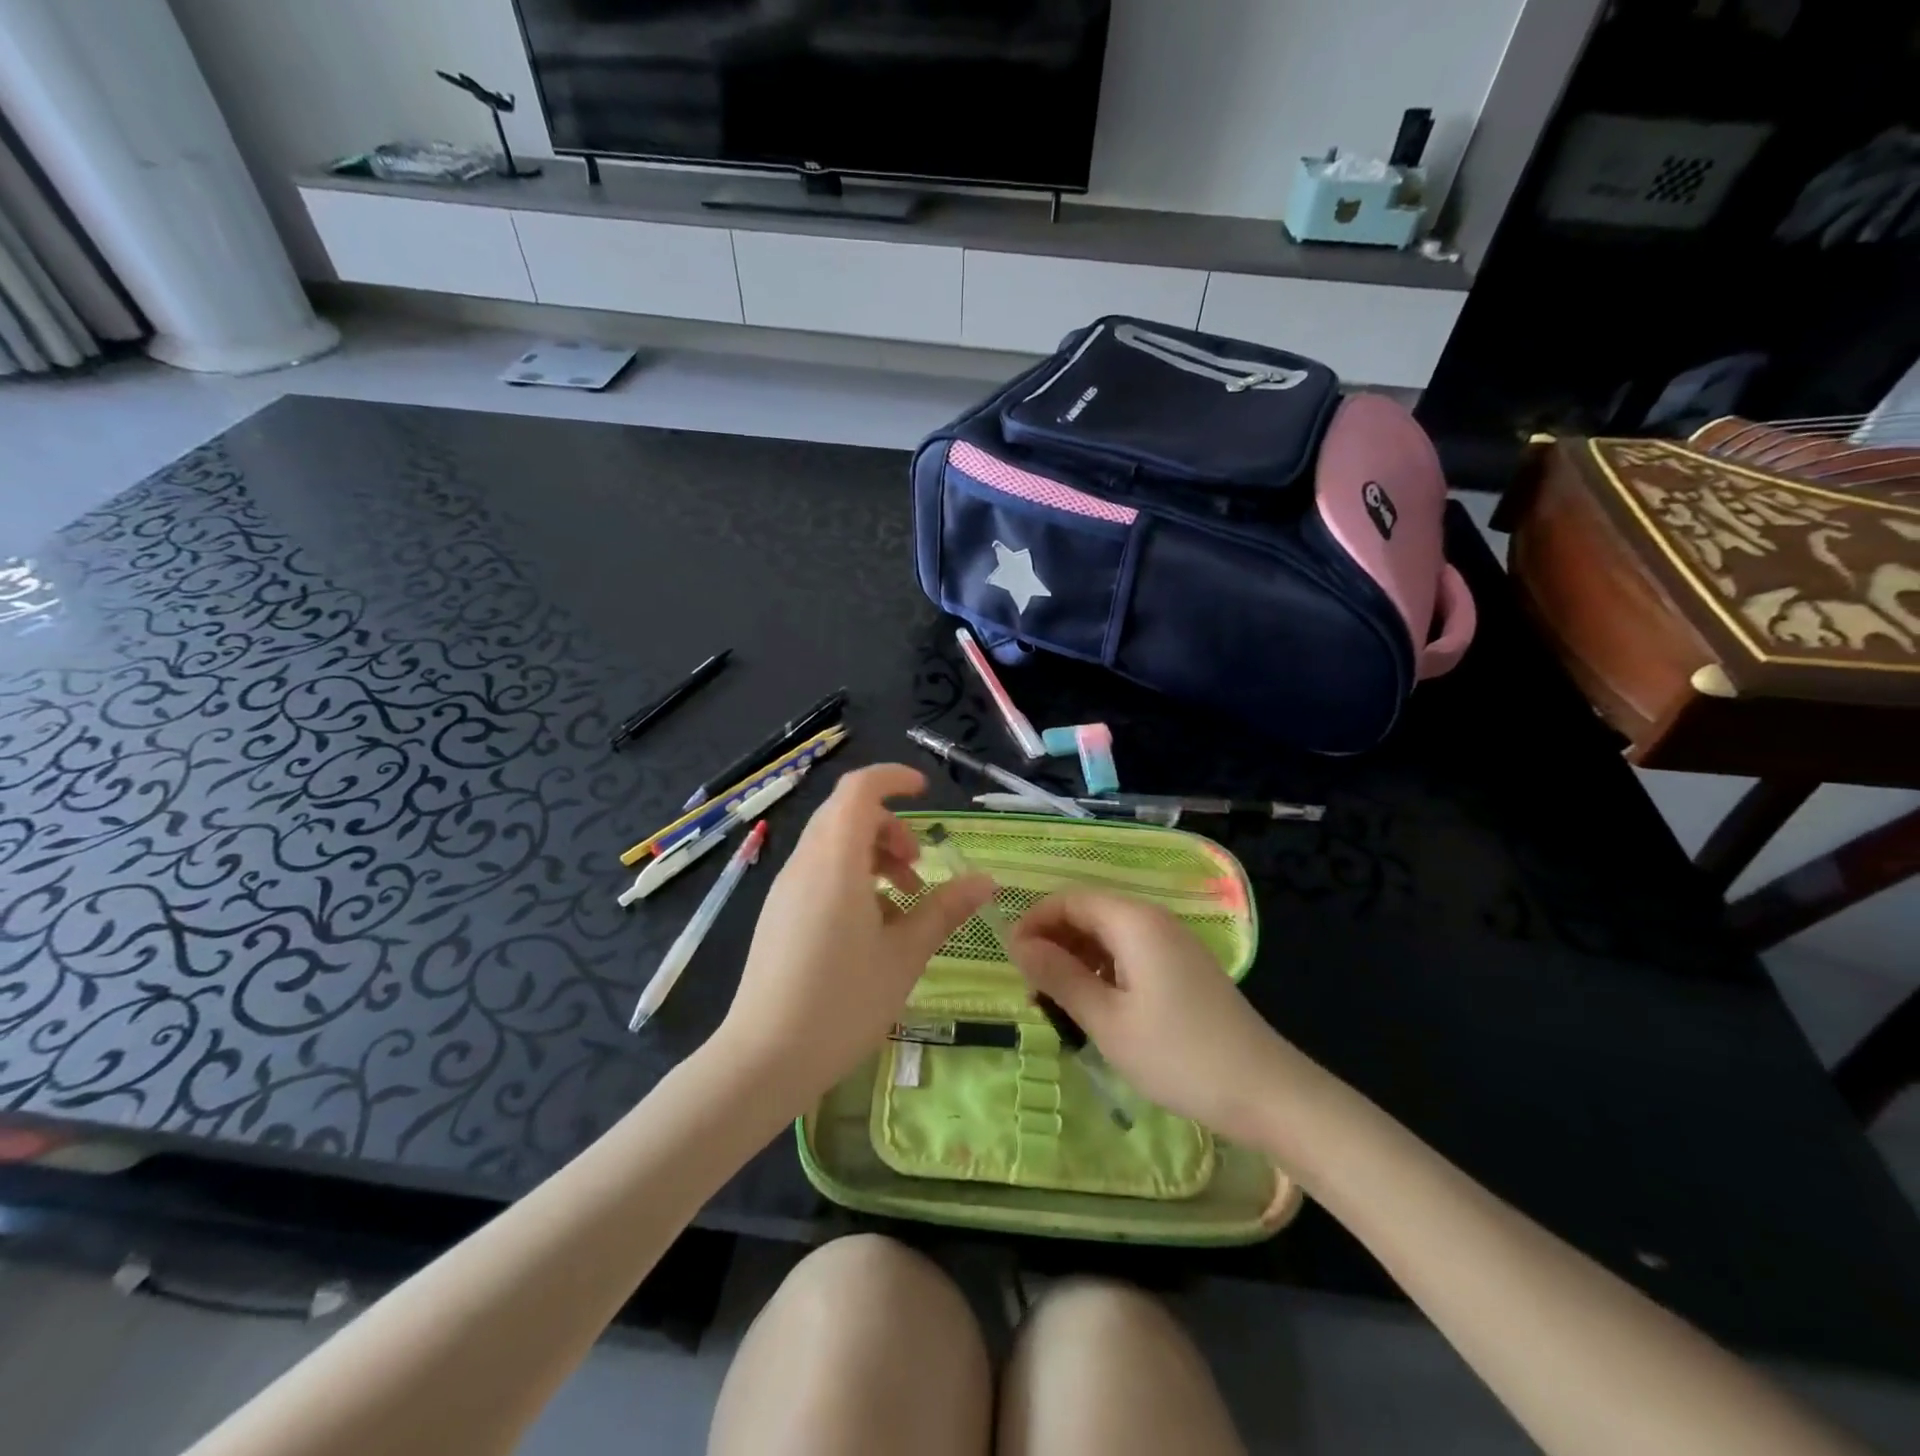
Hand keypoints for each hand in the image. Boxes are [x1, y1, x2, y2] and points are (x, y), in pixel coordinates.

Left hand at [715, 764, 991, 1108]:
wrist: (764, 1058)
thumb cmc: (842, 1003)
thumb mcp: (905, 955)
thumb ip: (944, 910)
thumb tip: (985, 880)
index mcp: (835, 861)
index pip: (859, 790)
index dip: (893, 778)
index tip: (926, 791)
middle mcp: (805, 863)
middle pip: (846, 814)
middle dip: (889, 826)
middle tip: (920, 865)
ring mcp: (786, 888)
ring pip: (831, 843)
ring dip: (872, 853)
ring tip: (903, 899)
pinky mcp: (778, 913)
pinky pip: (818, 871)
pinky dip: (851, 875)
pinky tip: (871, 925)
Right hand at [1007, 891, 1296, 1146]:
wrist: (1265, 1092)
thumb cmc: (1178, 1055)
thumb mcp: (1107, 1020)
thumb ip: (1059, 976)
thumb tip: (1018, 945)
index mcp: (1133, 921)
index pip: (1069, 900)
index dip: (1034, 922)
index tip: (1010, 960)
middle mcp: (1153, 919)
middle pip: (1088, 913)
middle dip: (1053, 943)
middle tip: (1031, 989)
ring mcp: (1172, 943)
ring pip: (1108, 935)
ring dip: (1076, 960)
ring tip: (1055, 1003)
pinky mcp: (1182, 967)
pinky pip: (1130, 953)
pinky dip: (1103, 971)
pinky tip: (1094, 1007)